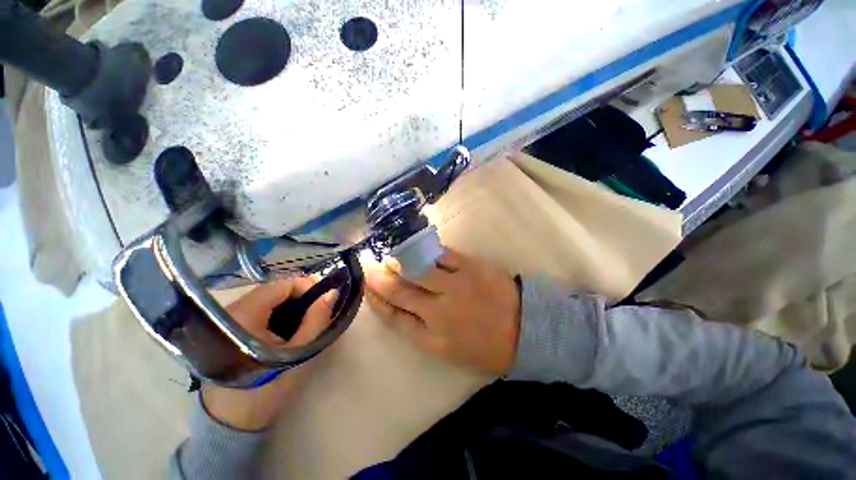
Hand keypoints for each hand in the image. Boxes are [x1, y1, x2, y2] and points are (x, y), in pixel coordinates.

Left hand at [202, 277, 334, 430]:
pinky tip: (285, 328)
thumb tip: (332, 293)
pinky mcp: (226, 328)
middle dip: (299, 297)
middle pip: (274, 290)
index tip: (323, 300)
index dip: (307, 287)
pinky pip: (258, 309)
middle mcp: (232, 311)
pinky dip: (276, 313)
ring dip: (289, 305)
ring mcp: (227, 319)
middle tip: (316, 313)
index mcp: (246, 316)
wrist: (230, 422)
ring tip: (303, 321)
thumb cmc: (267, 388)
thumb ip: (317, 320)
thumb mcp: (299, 353)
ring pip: (267, 299)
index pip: (282, 284)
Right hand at [364, 248, 520, 375]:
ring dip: (398, 261)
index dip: (377, 302)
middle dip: (379, 279)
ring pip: (416, 268)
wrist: (524, 329)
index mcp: (433, 339)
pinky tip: (414, 248)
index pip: (394, 317)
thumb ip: (420, 330)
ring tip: (390, 257)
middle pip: (400, 291)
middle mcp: (439, 311)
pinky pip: (440, 253)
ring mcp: (455, 285)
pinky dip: (423, 250)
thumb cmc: (485, 345)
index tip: (367, 290)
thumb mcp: (448, 350)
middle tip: (369, 268)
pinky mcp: (470, 266)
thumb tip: (398, 307)